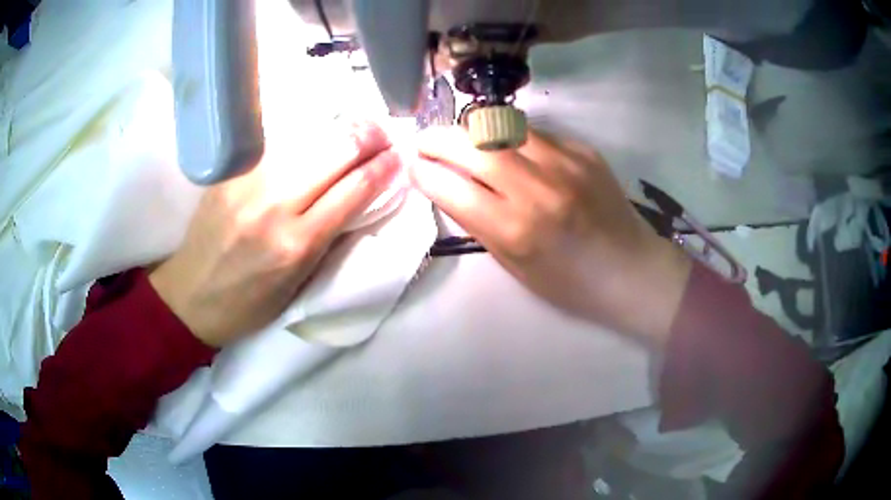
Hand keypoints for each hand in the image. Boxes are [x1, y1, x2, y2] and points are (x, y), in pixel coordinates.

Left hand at [150, 122, 399, 347]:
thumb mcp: (299, 283)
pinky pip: (276, 141)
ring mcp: (248, 181)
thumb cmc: (249, 303)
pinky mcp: (229, 171)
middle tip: (382, 135)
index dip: (384, 167)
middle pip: (335, 150)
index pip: (354, 189)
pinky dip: (304, 133)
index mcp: (297, 244)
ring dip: (340, 128)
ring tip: (357, 128)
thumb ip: (329, 236)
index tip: (399, 156)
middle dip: (369, 136)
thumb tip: (359, 194)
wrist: (191, 296)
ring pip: (308, 136)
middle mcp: (274, 205)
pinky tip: (316, 132)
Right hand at [410, 127, 691, 345]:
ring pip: (500, 126)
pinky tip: (509, 149)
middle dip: (436, 139)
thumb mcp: (515, 265)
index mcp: (515, 230)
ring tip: (462, 139)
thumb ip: (479, 222)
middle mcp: (537, 188)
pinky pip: (534, 132)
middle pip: (471, 145)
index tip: (412, 167)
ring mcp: (564, 163)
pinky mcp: (583, 150)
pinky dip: (510, 137)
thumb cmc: (570, 283)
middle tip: (425, 142)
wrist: (631, 270)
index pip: (451, 187)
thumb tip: (449, 185)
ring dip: (471, 130)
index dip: (423, 173)